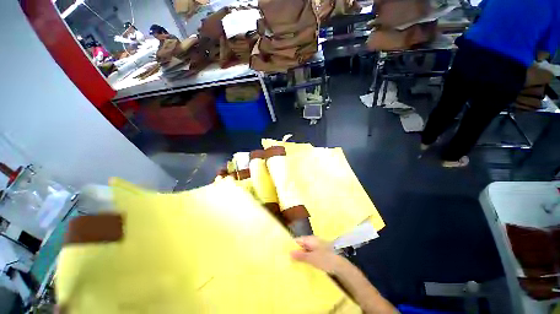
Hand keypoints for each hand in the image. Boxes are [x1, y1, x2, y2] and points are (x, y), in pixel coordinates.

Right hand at [290, 236, 344, 274]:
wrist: (341, 265)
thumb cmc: (325, 259)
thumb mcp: (311, 258)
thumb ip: (300, 255)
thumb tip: (289, 252)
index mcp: (310, 239)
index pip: (298, 240)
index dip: (292, 245)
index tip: (285, 252)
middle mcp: (313, 241)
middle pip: (302, 244)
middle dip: (296, 251)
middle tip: (289, 260)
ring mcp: (318, 246)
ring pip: (306, 249)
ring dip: (301, 255)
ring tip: (295, 263)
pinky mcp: (321, 252)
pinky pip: (311, 253)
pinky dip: (307, 258)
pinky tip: (305, 264)